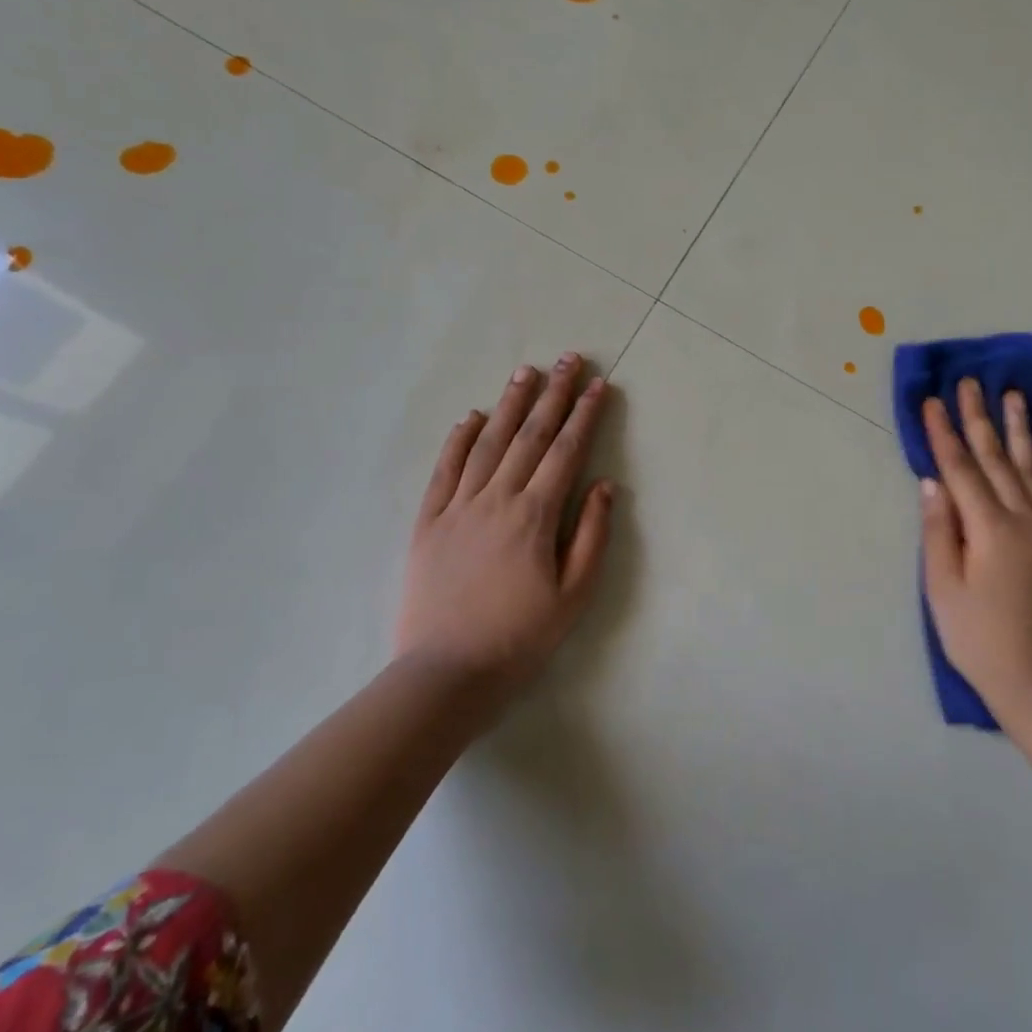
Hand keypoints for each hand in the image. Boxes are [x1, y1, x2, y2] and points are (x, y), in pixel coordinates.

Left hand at [397, 353, 614, 703]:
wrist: (446, 672)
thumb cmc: (520, 637)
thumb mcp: (574, 595)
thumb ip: (591, 535)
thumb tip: (603, 485)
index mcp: (535, 515)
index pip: (566, 451)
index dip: (584, 415)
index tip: (598, 385)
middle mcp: (497, 499)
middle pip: (530, 435)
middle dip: (552, 394)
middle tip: (568, 358)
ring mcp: (458, 507)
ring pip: (488, 443)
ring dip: (509, 405)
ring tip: (525, 372)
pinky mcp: (428, 522)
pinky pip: (444, 470)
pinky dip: (458, 440)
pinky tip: (471, 417)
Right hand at [919, 379, 1031, 718]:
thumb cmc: (978, 637)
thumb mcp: (942, 587)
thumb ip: (938, 530)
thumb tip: (933, 482)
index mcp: (988, 526)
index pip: (959, 467)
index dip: (942, 433)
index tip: (931, 400)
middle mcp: (1024, 517)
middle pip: (996, 458)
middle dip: (979, 418)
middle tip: (971, 382)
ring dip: (1020, 431)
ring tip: (1016, 397)